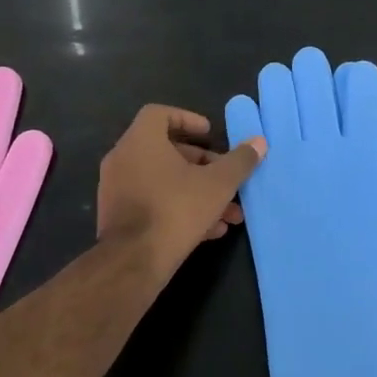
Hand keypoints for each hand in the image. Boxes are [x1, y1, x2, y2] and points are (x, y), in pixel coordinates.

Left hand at [97, 105, 264, 270]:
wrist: (133, 262)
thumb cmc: (176, 210)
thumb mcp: (218, 184)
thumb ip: (239, 161)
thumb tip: (259, 142)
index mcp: (141, 141)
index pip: (159, 114)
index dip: (187, 119)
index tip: (210, 134)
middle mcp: (123, 159)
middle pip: (166, 151)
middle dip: (203, 165)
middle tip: (227, 177)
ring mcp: (117, 189)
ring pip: (163, 181)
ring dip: (198, 191)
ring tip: (230, 213)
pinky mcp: (118, 217)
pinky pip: (153, 202)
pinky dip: (179, 208)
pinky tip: (210, 230)